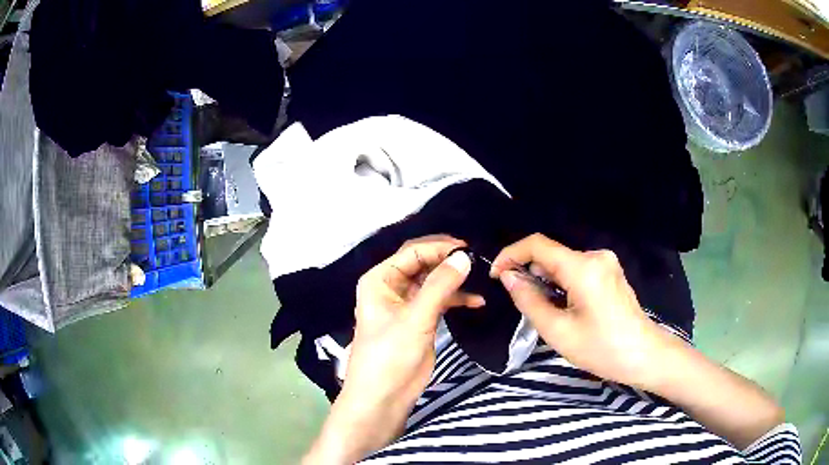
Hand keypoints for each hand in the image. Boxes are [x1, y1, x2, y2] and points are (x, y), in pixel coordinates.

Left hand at [304, 236, 480, 463]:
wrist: (384, 396)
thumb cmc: (390, 354)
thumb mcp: (415, 318)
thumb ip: (440, 286)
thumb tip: (464, 256)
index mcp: (380, 279)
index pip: (412, 252)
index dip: (439, 247)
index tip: (467, 248)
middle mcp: (391, 287)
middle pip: (423, 264)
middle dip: (448, 261)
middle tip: (476, 260)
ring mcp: (407, 304)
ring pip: (433, 282)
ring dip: (455, 280)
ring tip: (480, 278)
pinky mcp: (420, 320)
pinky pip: (440, 300)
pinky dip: (457, 299)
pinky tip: (476, 302)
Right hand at [490, 234, 680, 389]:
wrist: (644, 355)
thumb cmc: (601, 349)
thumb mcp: (557, 331)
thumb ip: (529, 300)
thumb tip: (508, 277)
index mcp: (583, 267)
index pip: (538, 245)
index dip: (511, 254)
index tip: (496, 275)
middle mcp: (596, 256)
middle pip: (551, 254)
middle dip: (530, 273)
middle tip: (521, 303)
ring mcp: (606, 262)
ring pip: (564, 263)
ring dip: (547, 281)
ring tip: (546, 311)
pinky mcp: (611, 272)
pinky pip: (577, 270)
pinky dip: (563, 283)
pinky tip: (565, 307)